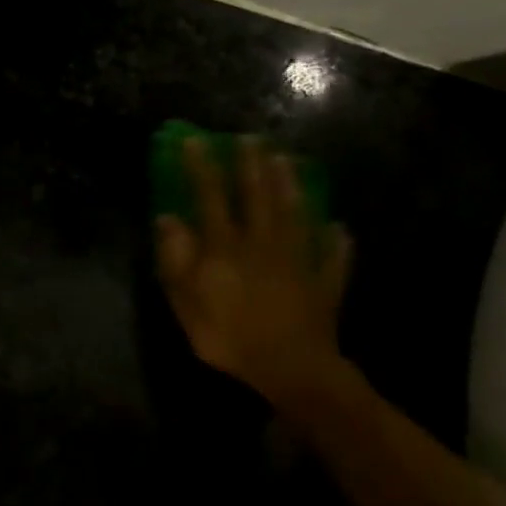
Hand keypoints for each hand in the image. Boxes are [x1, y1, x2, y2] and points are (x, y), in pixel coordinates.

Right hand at [155, 137, 352, 409]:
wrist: (289, 368)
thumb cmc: (229, 336)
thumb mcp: (186, 301)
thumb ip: (176, 259)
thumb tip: (167, 219)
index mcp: (226, 247)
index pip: (211, 197)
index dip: (202, 167)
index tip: (194, 140)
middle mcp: (263, 243)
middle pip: (258, 196)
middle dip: (252, 165)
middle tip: (251, 138)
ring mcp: (298, 260)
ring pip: (295, 215)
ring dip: (290, 186)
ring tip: (286, 161)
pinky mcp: (323, 282)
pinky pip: (332, 256)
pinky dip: (335, 241)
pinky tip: (338, 228)